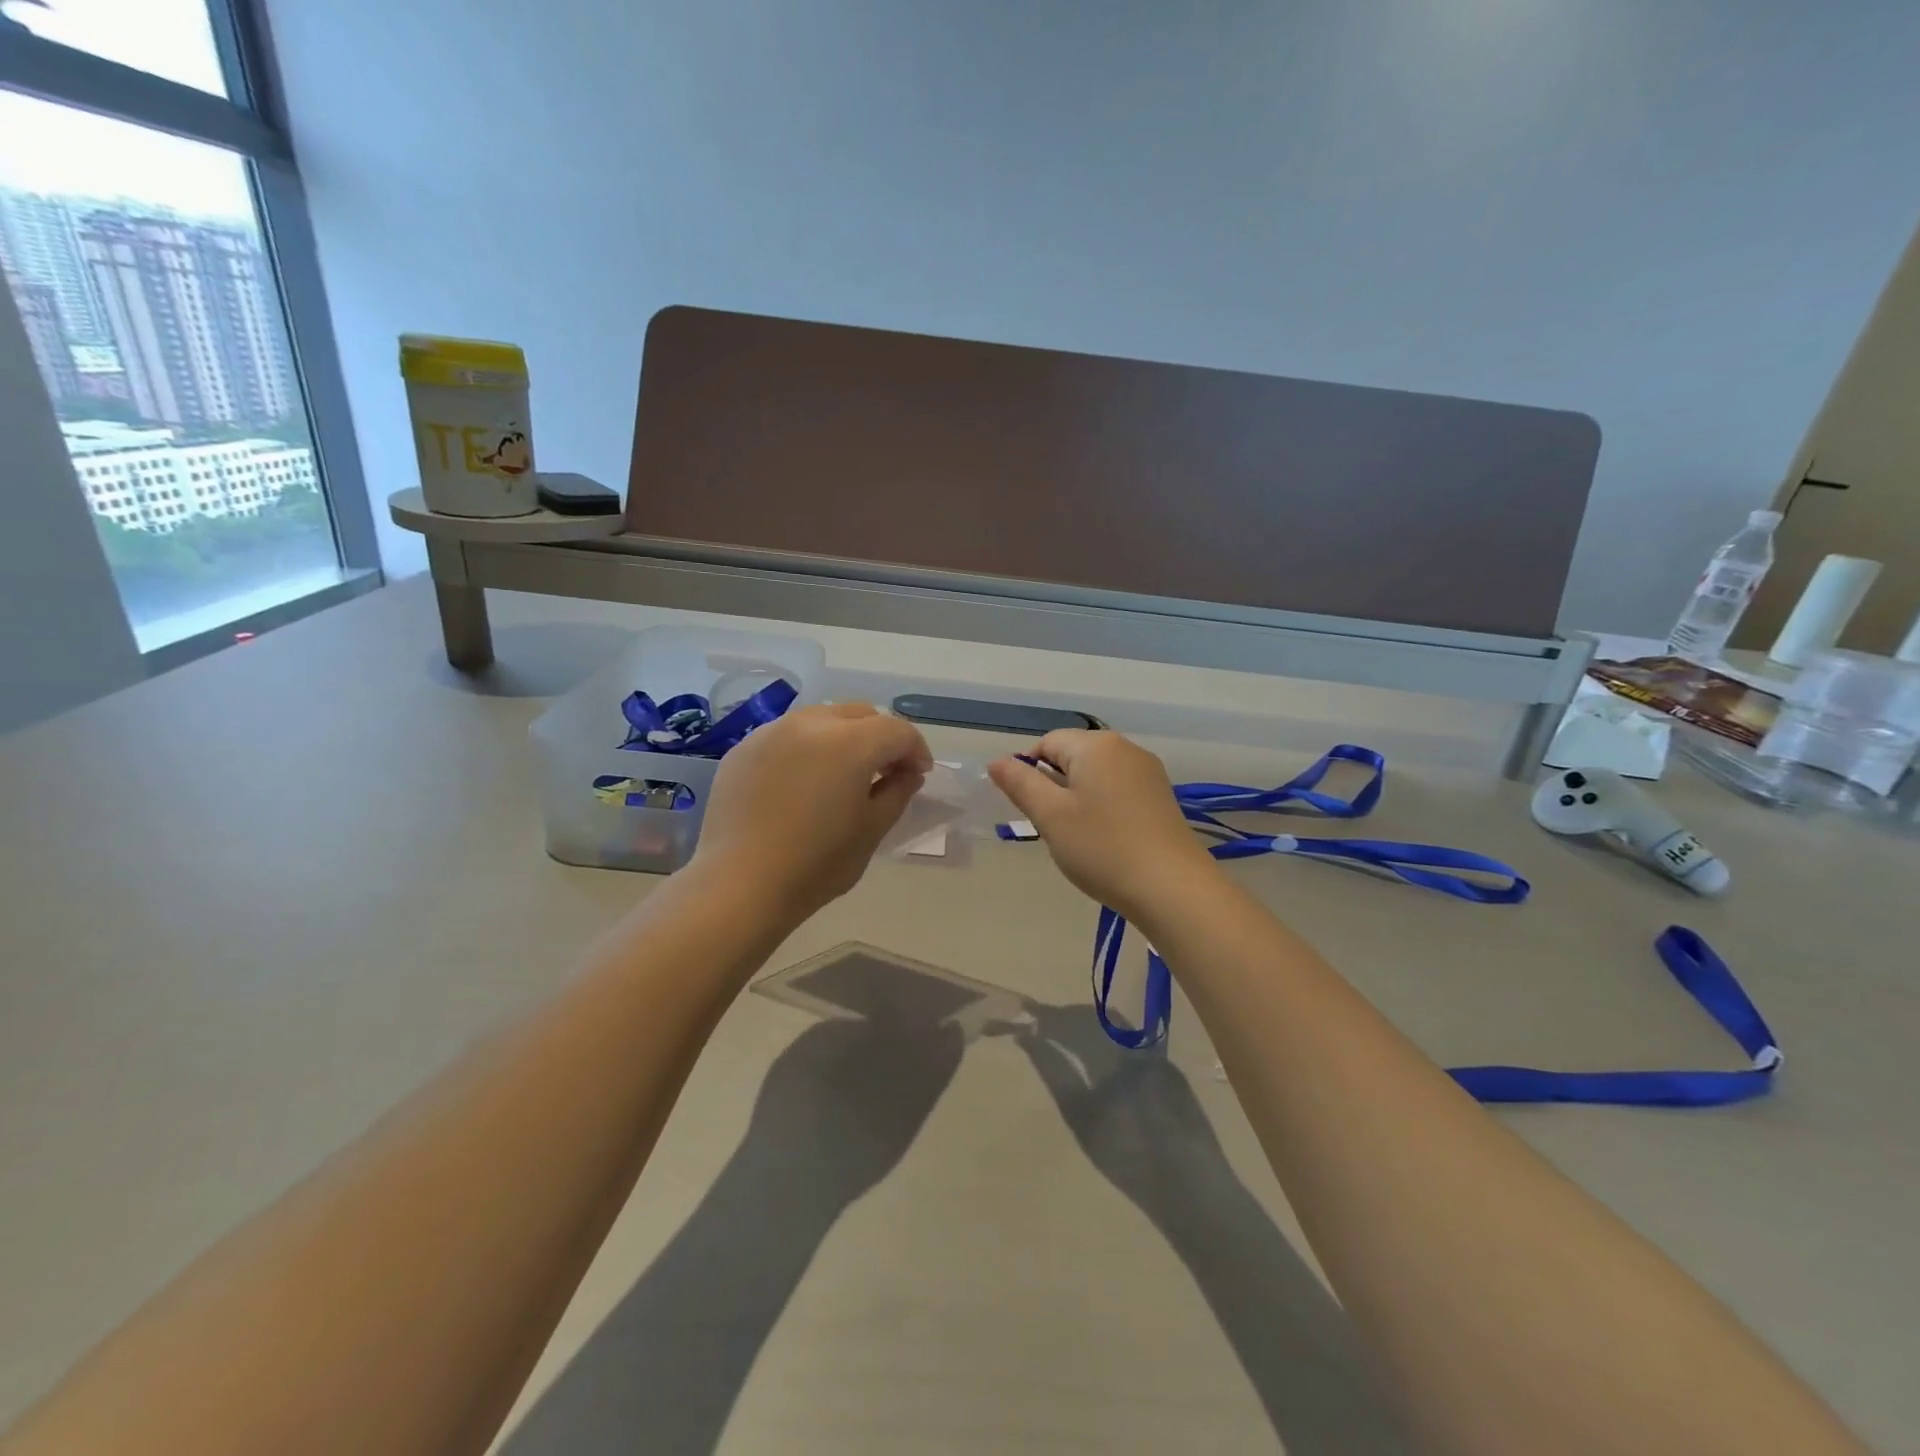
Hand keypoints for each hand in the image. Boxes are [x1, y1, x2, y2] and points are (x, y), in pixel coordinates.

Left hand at [692, 703, 932, 920]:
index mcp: (850, 743)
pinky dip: (806, 747)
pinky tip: (801, 782)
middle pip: (860, 714)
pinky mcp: (743, 749)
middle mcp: (811, 724)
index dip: (916, 750)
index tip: (918, 775)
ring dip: (842, 737)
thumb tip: (906, 773)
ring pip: (821, 718)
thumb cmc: (815, 864)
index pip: (897, 731)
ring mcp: (771, 732)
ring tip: (841, 772)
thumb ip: (897, 792)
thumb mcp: (871, 831)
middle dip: (880, 737)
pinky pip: (787, 735)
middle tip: (884, 771)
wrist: (739, 885)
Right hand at [988, 729, 1219, 922]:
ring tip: (1078, 837)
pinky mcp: (1161, 797)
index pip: (1047, 742)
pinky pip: (1118, 790)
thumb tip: (997, 761)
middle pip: (1073, 756)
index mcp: (1096, 745)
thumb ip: (1020, 783)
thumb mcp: (1050, 816)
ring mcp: (1148, 772)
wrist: (1172, 889)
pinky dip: (1103, 808)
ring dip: (1078, 799)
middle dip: (1054, 786)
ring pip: (1096, 775)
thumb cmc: (1102, 848)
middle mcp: (1125, 748)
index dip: (1028, 771)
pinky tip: (1105, 840)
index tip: (1028, 809)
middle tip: (1052, 827)